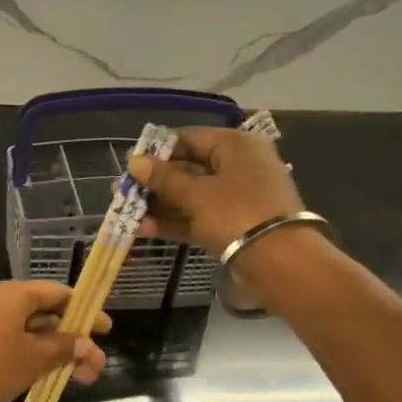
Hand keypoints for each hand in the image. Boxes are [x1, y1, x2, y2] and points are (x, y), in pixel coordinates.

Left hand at [0, 281, 109, 401]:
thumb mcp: (35, 358)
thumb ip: (63, 348)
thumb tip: (85, 343)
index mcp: (16, 294)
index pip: (59, 293)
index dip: (85, 311)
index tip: (106, 330)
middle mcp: (0, 301)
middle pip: (46, 314)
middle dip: (73, 340)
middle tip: (94, 366)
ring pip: (30, 332)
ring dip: (56, 352)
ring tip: (79, 379)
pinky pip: (13, 342)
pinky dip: (34, 356)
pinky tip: (47, 376)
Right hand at [126, 127, 305, 255]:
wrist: (279, 262)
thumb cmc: (236, 214)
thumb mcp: (196, 194)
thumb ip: (163, 178)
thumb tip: (135, 161)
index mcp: (236, 146)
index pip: (189, 138)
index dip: (157, 151)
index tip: (130, 164)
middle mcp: (239, 166)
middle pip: (189, 168)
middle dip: (155, 182)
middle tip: (122, 191)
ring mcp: (237, 198)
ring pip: (192, 196)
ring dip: (160, 205)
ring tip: (126, 212)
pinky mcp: (234, 225)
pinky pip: (198, 217)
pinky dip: (175, 221)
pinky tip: (145, 229)